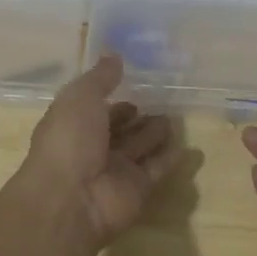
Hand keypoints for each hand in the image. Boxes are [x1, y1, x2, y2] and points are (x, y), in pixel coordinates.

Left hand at [23, 54, 178, 245]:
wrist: (71, 200)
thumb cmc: (69, 141)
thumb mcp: (80, 97)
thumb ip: (100, 77)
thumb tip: (114, 55)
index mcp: (73, 125)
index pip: (96, 108)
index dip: (113, 97)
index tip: (133, 82)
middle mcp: (93, 148)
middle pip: (119, 129)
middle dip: (136, 116)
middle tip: (160, 100)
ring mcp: (115, 171)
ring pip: (139, 148)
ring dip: (154, 134)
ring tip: (174, 117)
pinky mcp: (137, 189)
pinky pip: (156, 169)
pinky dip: (170, 159)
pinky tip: (187, 145)